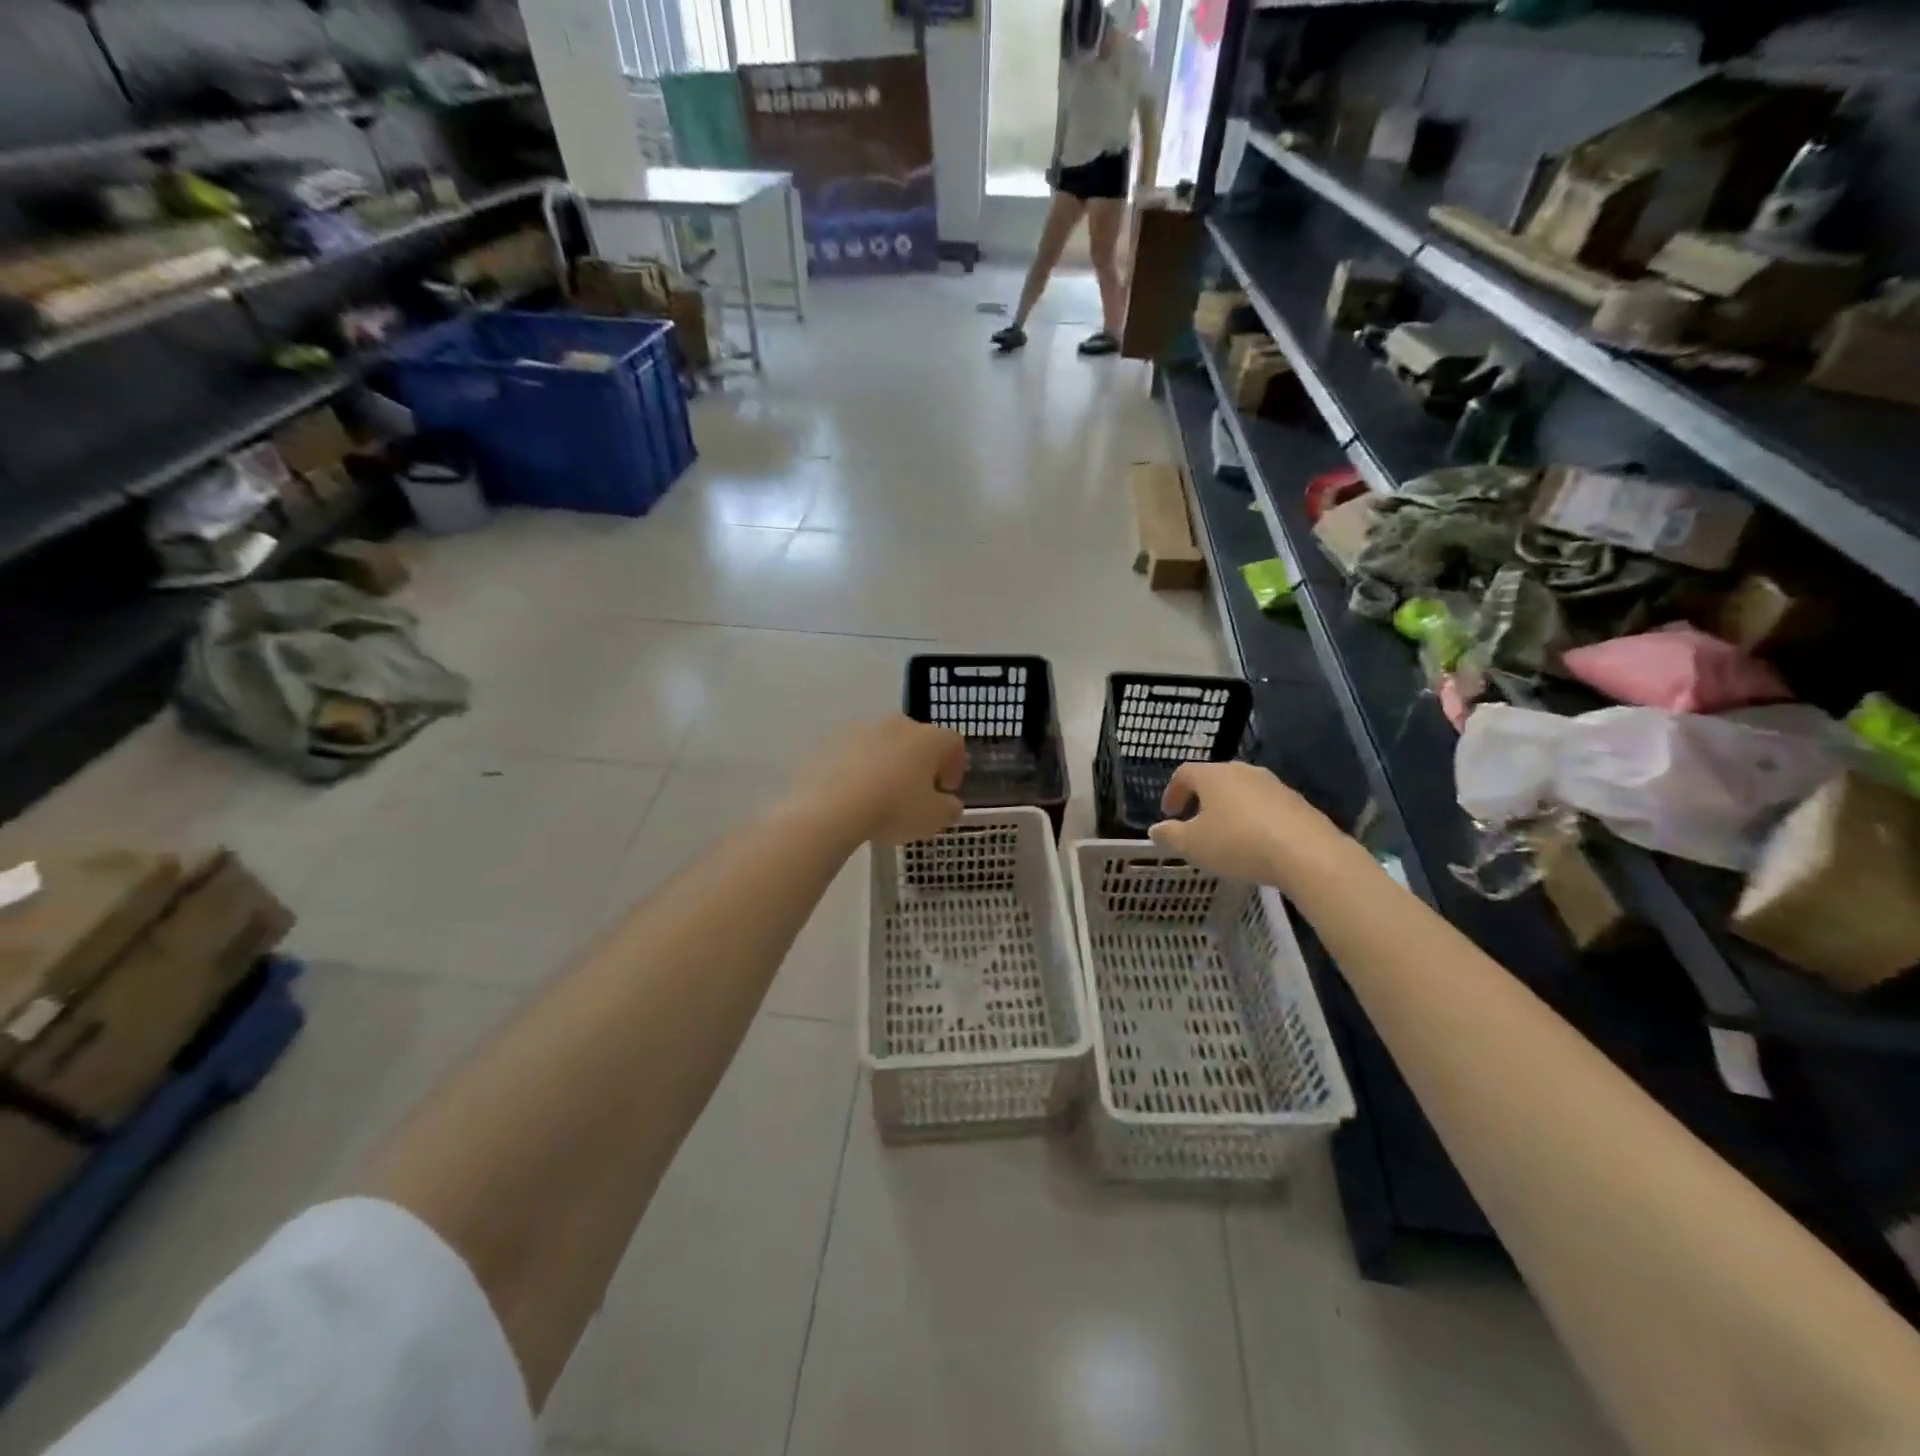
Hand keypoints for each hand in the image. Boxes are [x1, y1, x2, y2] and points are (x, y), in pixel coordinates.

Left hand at [793, 715, 967, 844]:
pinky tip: (852, 793)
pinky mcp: (832, 740)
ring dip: (887, 763)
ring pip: (883, 743)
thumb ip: (949, 809)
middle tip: (915, 791)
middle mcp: (897, 724)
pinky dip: (858, 767)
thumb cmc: (893, 809)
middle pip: (916, 738)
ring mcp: (862, 728)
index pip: (953, 742)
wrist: (830, 806)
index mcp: (928, 738)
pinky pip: (854, 752)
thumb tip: (950, 804)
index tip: (947, 789)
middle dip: (919, 762)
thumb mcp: (933, 818)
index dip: (954, 765)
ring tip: (880, 794)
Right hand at [1148, 761, 1345, 887]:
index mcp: (1213, 776)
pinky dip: (1254, 820)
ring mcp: (1274, 785)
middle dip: (1202, 799)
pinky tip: (1256, 844)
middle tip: (1195, 822)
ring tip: (1226, 836)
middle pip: (1215, 779)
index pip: (1185, 773)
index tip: (1169, 813)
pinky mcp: (1297, 803)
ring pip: (1243, 792)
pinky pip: (1266, 807)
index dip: (1173, 792)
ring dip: (1230, 810)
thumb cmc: (1238, 843)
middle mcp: (1243, 772)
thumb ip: (1170, 836)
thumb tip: (1156, 829)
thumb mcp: (1192, 845)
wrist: (1306, 853)